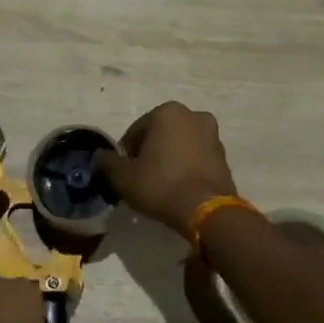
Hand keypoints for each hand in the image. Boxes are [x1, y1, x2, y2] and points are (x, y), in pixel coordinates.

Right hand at [95, 101, 238, 233]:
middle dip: (150, 152)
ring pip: (180, 145)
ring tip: (161, 184)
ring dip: (169, 158)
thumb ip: (108, 162)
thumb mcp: (124, 177)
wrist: (205, 210)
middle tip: (141, 177)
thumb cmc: (160, 185)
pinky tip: (178, 187)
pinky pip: (196, 157)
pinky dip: (186, 167)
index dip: (126, 153)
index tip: (125, 173)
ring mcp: (213, 134)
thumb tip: (99, 156)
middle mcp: (193, 115)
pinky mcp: (224, 156)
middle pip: (160, 134)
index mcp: (167, 112)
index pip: (136, 131)